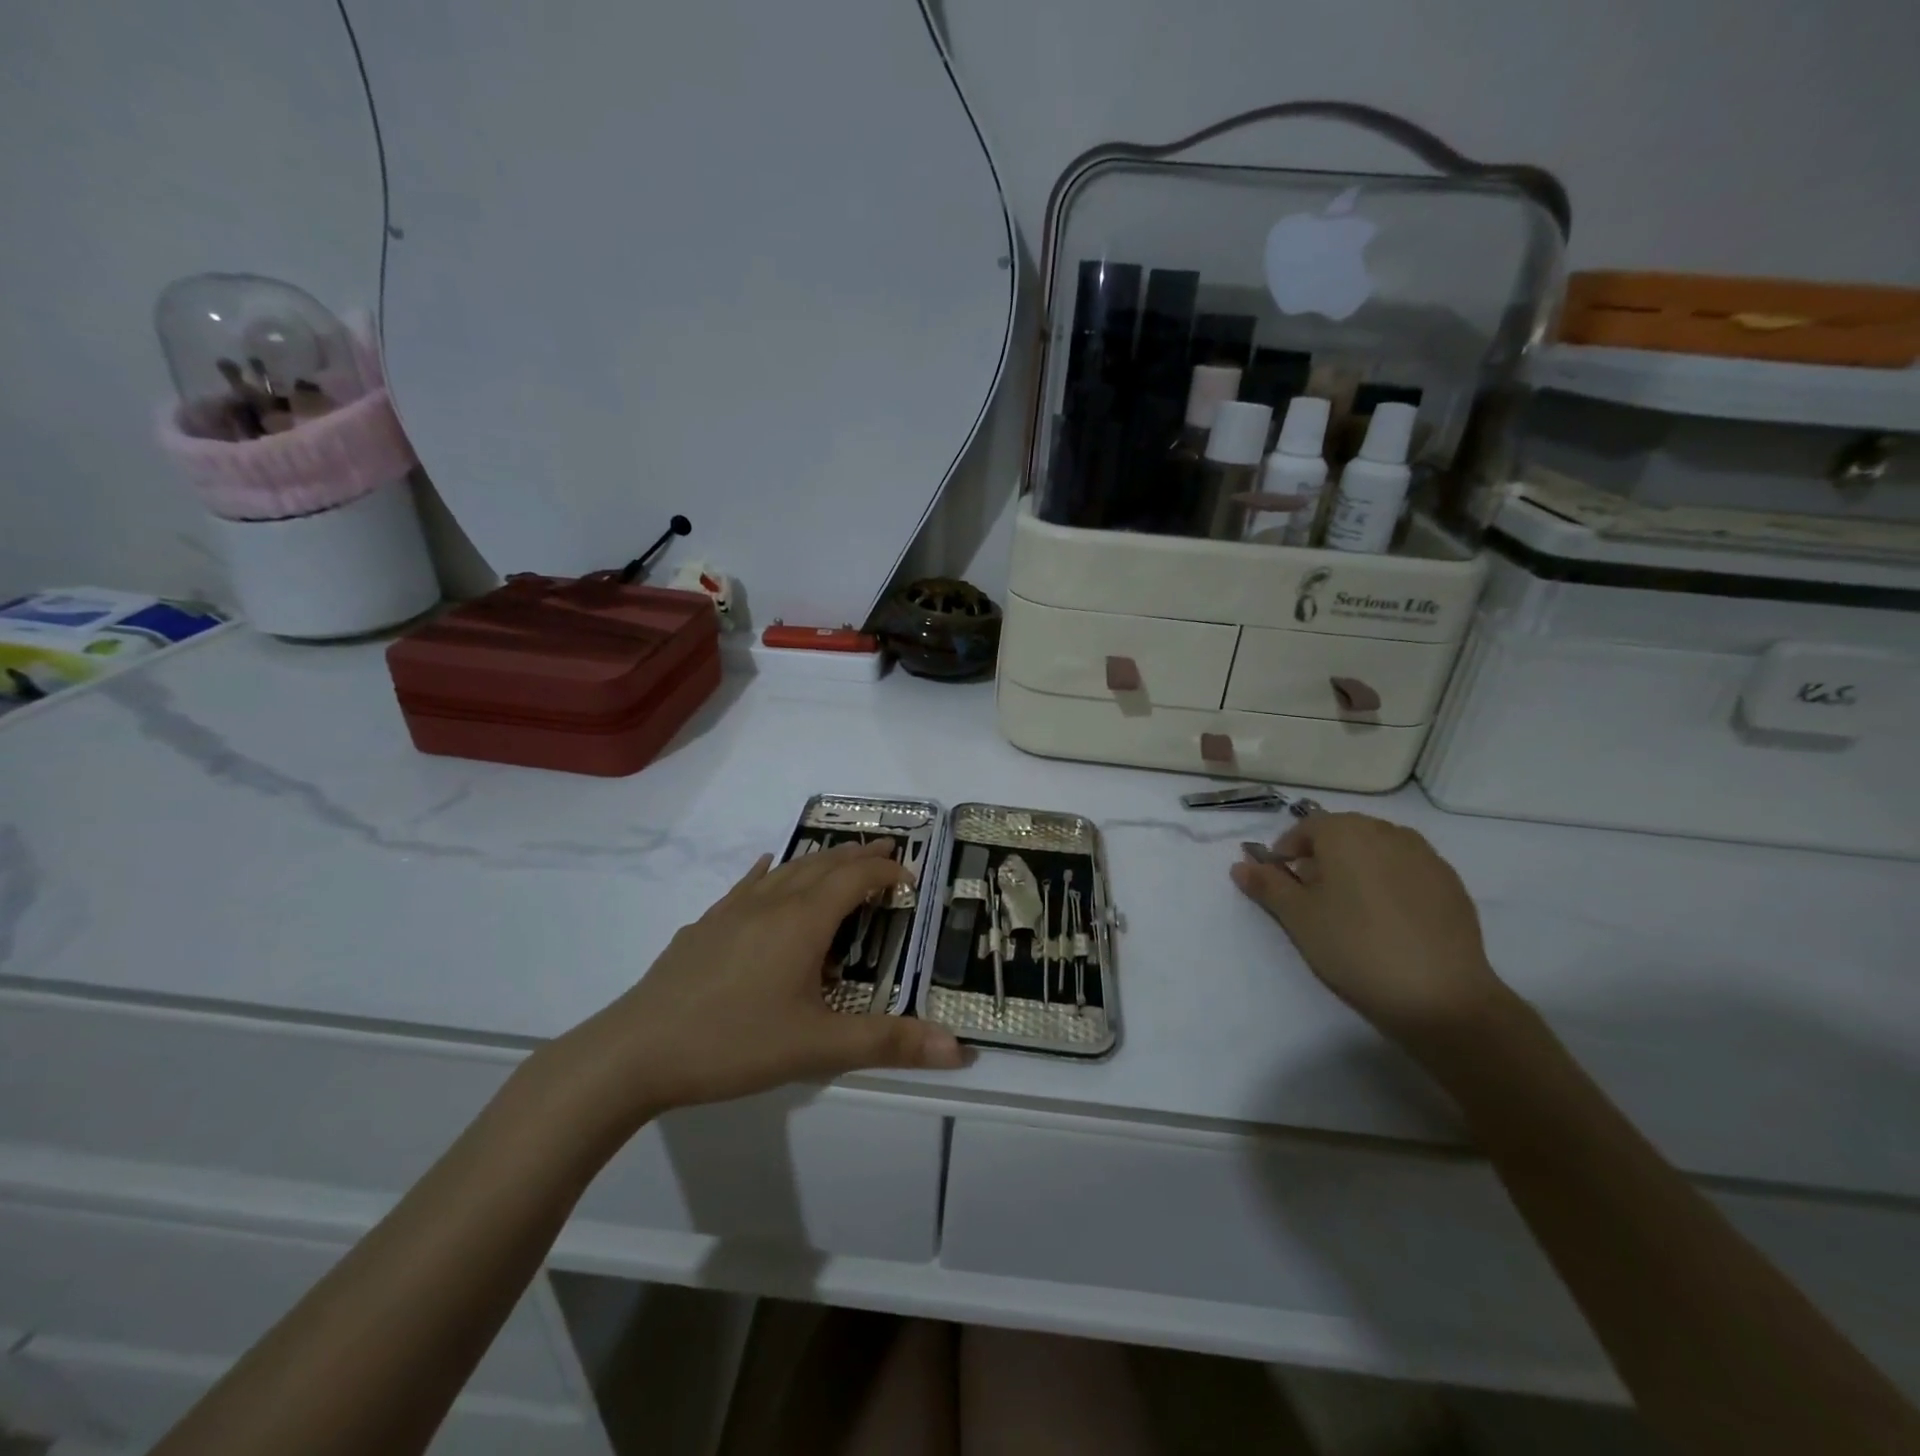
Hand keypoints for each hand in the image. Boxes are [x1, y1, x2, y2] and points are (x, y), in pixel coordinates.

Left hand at [551, 841, 965, 1127]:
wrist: (635, 1051)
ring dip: (819, 860)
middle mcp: (771, 903)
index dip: (886, 873)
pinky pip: (746, 885)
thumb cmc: (735, 1042)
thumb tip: (960, 1048)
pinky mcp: (704, 927)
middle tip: (886, 850)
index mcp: (803, 921)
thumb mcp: (819, 1047)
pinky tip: (764, 867)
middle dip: (858, 856)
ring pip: (786, 870)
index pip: (855, 879)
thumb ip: (889, 1043)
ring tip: (839, 859)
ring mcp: (732, 911)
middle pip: (823, 864)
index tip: (910, 880)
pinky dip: (768, 872)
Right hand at [1230, 812, 1512, 1047]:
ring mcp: (1425, 855)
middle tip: (1313, 897)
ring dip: (1358, 867)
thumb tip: (1240, 865)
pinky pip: (1408, 870)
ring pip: (1378, 850)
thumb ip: (1267, 884)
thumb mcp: (1297, 916)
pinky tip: (1388, 920)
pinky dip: (1390, 883)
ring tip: (1351, 909)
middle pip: (1343, 834)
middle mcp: (1386, 831)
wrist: (1439, 994)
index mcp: (1346, 831)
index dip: (1287, 851)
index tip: (1282, 884)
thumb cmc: (1354, 946)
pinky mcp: (1451, 883)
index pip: (1306, 827)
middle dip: (1323, 857)